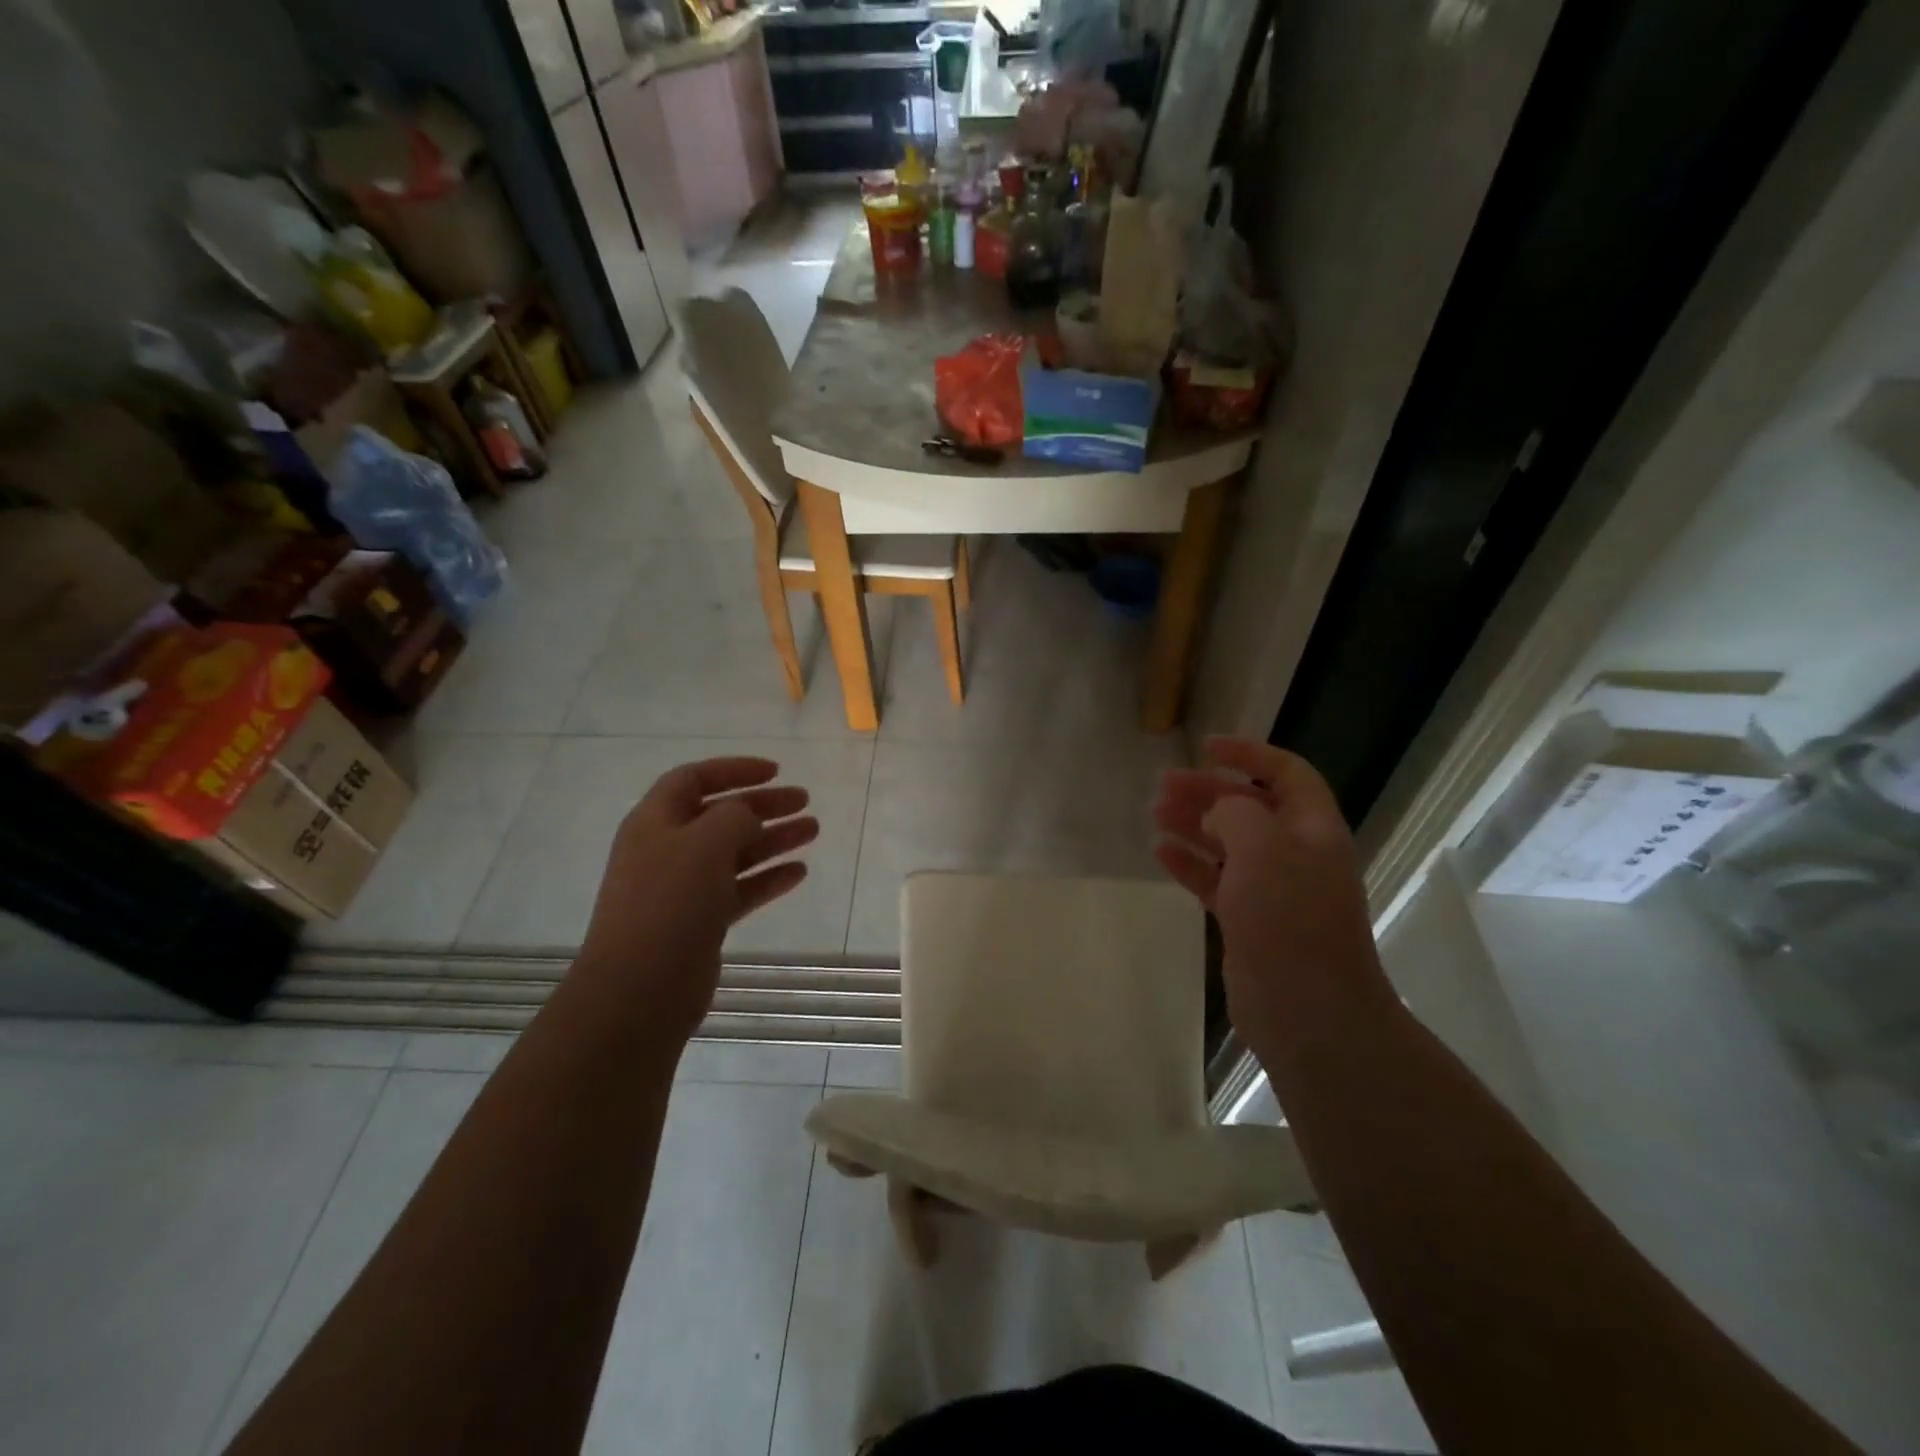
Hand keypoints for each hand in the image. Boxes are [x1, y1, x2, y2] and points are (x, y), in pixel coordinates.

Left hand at [577, 757, 818, 1042]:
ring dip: (773, 839)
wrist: (639, 990)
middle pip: (720, 815)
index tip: (776, 771)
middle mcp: (667, 849)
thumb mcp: (704, 843)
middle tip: (805, 801)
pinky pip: (739, 889)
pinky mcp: (700, 922)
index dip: (733, 769)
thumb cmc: (669, 903)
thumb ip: (734, 816)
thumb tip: (747, 814)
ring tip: (813, 830)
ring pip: (735, 852)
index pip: (693, 779)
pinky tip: (799, 872)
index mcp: (655, 821)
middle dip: (763, 804)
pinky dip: (768, 878)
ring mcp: (683, 888)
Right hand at [1153, 738, 1386, 1053]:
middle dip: (1208, 789)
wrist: (1309, 1011)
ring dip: (1194, 823)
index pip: (1287, 774)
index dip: (1249, 754)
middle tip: (1163, 784)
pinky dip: (1189, 863)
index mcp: (1313, 829)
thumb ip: (1236, 813)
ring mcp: (1273, 890)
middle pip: (1250, 807)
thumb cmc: (1289, 917)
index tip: (1205, 747)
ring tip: (1155, 813)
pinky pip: (1215, 880)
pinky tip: (1161, 852)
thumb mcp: (1263, 847)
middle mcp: (1296, 854)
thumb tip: (1218, 812)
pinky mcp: (1249, 921)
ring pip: (1228, 843)